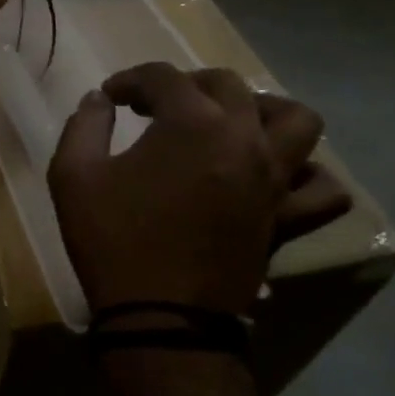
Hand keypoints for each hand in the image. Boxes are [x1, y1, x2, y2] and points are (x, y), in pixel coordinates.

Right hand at [47, 63, 350, 317]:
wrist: (160, 319)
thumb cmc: (113, 241)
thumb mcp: (73, 176)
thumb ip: (84, 125)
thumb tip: (98, 100)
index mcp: (191, 123)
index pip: (162, 77)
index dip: (130, 80)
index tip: (109, 97)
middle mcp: (242, 139)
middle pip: (226, 85)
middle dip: (186, 84)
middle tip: (156, 106)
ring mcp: (272, 179)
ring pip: (296, 120)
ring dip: (262, 110)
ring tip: (230, 123)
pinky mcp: (286, 218)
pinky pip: (321, 189)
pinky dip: (307, 174)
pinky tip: (274, 176)